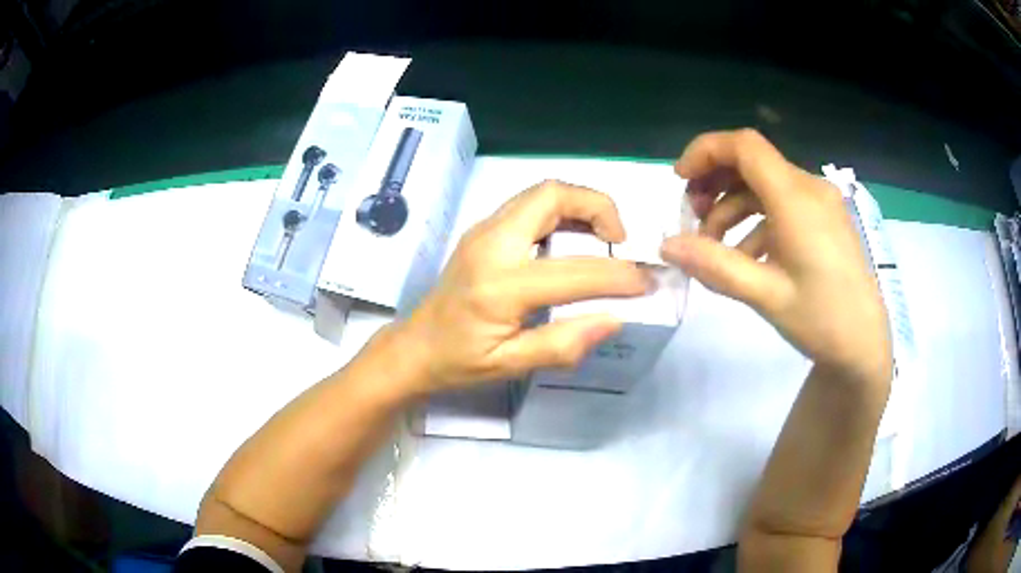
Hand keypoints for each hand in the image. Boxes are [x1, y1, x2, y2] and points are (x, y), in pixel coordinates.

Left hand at [394, 180, 650, 393]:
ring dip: (580, 205)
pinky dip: (560, 211)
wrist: (414, 346)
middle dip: (599, 207)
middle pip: (552, 195)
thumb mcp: (510, 365)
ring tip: (602, 237)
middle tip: (619, 241)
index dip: (618, 275)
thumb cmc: (458, 362)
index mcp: (499, 286)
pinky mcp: (482, 230)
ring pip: (540, 193)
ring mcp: (483, 231)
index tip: (645, 282)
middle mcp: (491, 244)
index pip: (574, 271)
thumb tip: (614, 318)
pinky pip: (529, 205)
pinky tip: (571, 239)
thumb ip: (563, 344)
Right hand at [661, 129, 891, 385]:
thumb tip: (665, 245)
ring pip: (764, 184)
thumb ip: (714, 265)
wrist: (865, 345)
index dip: (705, 152)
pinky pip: (782, 204)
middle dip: (715, 182)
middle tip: (692, 219)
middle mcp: (809, 188)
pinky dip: (756, 220)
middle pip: (752, 161)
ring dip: (732, 206)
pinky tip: (746, 256)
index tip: (680, 181)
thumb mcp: (765, 296)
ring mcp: (820, 203)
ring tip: (714, 245)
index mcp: (797, 198)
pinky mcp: (824, 219)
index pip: (744, 146)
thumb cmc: (821, 320)